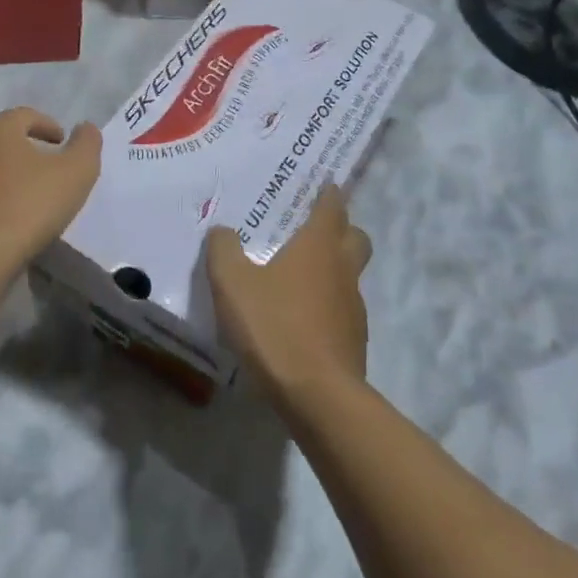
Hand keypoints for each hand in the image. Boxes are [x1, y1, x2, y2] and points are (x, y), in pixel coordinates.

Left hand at [0, 107, 100, 276]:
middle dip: (25, 148)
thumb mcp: (76, 172)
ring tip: (27, 196)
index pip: (26, 115)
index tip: (63, 144)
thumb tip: (86, 128)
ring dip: (5, 174)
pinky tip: (5, 219)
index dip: (48, 126)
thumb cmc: (29, 205)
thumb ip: (87, 144)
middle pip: (1, 139)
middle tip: (47, 167)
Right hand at [205, 185, 371, 401]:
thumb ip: (223, 250)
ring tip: (299, 277)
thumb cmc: (274, 326)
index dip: (328, 192)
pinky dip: (327, 304)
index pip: (333, 206)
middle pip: (355, 236)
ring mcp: (353, 306)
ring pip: (350, 273)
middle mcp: (343, 268)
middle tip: (312, 229)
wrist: (317, 394)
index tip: (322, 184)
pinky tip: (301, 318)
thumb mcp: (231, 283)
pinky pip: (342, 308)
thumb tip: (223, 231)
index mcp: (318, 246)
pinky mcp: (354, 338)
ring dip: (333, 268)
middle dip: (340, 227)